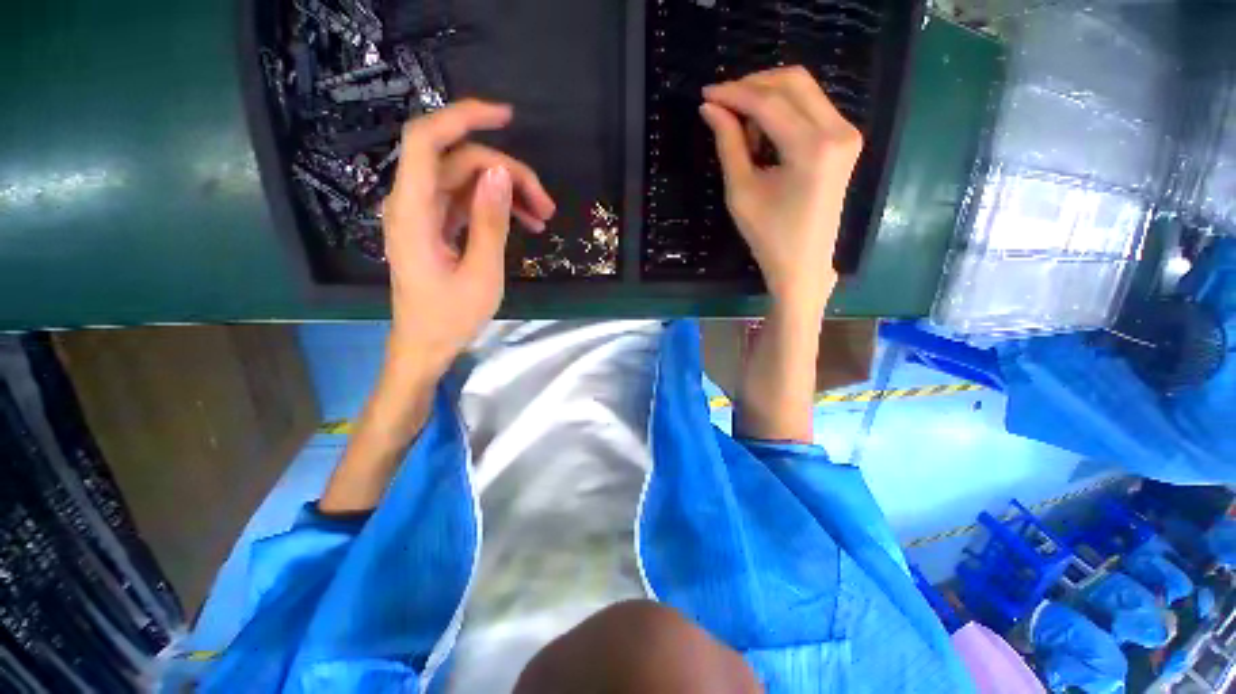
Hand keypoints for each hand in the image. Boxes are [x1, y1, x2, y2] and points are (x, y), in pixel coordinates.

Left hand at [381, 99, 555, 375]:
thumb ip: (489, 221)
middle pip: (459, 164)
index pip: (427, 141)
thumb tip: (499, 173)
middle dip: (507, 175)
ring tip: (543, 218)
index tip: (507, 117)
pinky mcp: (436, 228)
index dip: (464, 118)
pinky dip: (495, 209)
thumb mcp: (481, 273)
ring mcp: (424, 216)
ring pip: (467, 183)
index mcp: (413, 212)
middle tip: (546, 205)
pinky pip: (466, 204)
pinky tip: (524, 224)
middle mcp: (412, 204)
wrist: (426, 346)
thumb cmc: (450, 318)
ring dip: (506, 194)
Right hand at [700, 66, 862, 313]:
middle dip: (752, 86)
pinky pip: (811, 107)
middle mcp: (838, 130)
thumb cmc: (768, 236)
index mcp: (812, 148)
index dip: (734, 93)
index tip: (706, 94)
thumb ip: (728, 144)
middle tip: (721, 105)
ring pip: (803, 90)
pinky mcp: (844, 140)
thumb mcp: (741, 191)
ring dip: (767, 99)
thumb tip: (710, 109)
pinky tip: (763, 136)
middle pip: (793, 82)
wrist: (803, 263)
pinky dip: (783, 111)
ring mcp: (846, 133)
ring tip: (742, 132)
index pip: (769, 102)